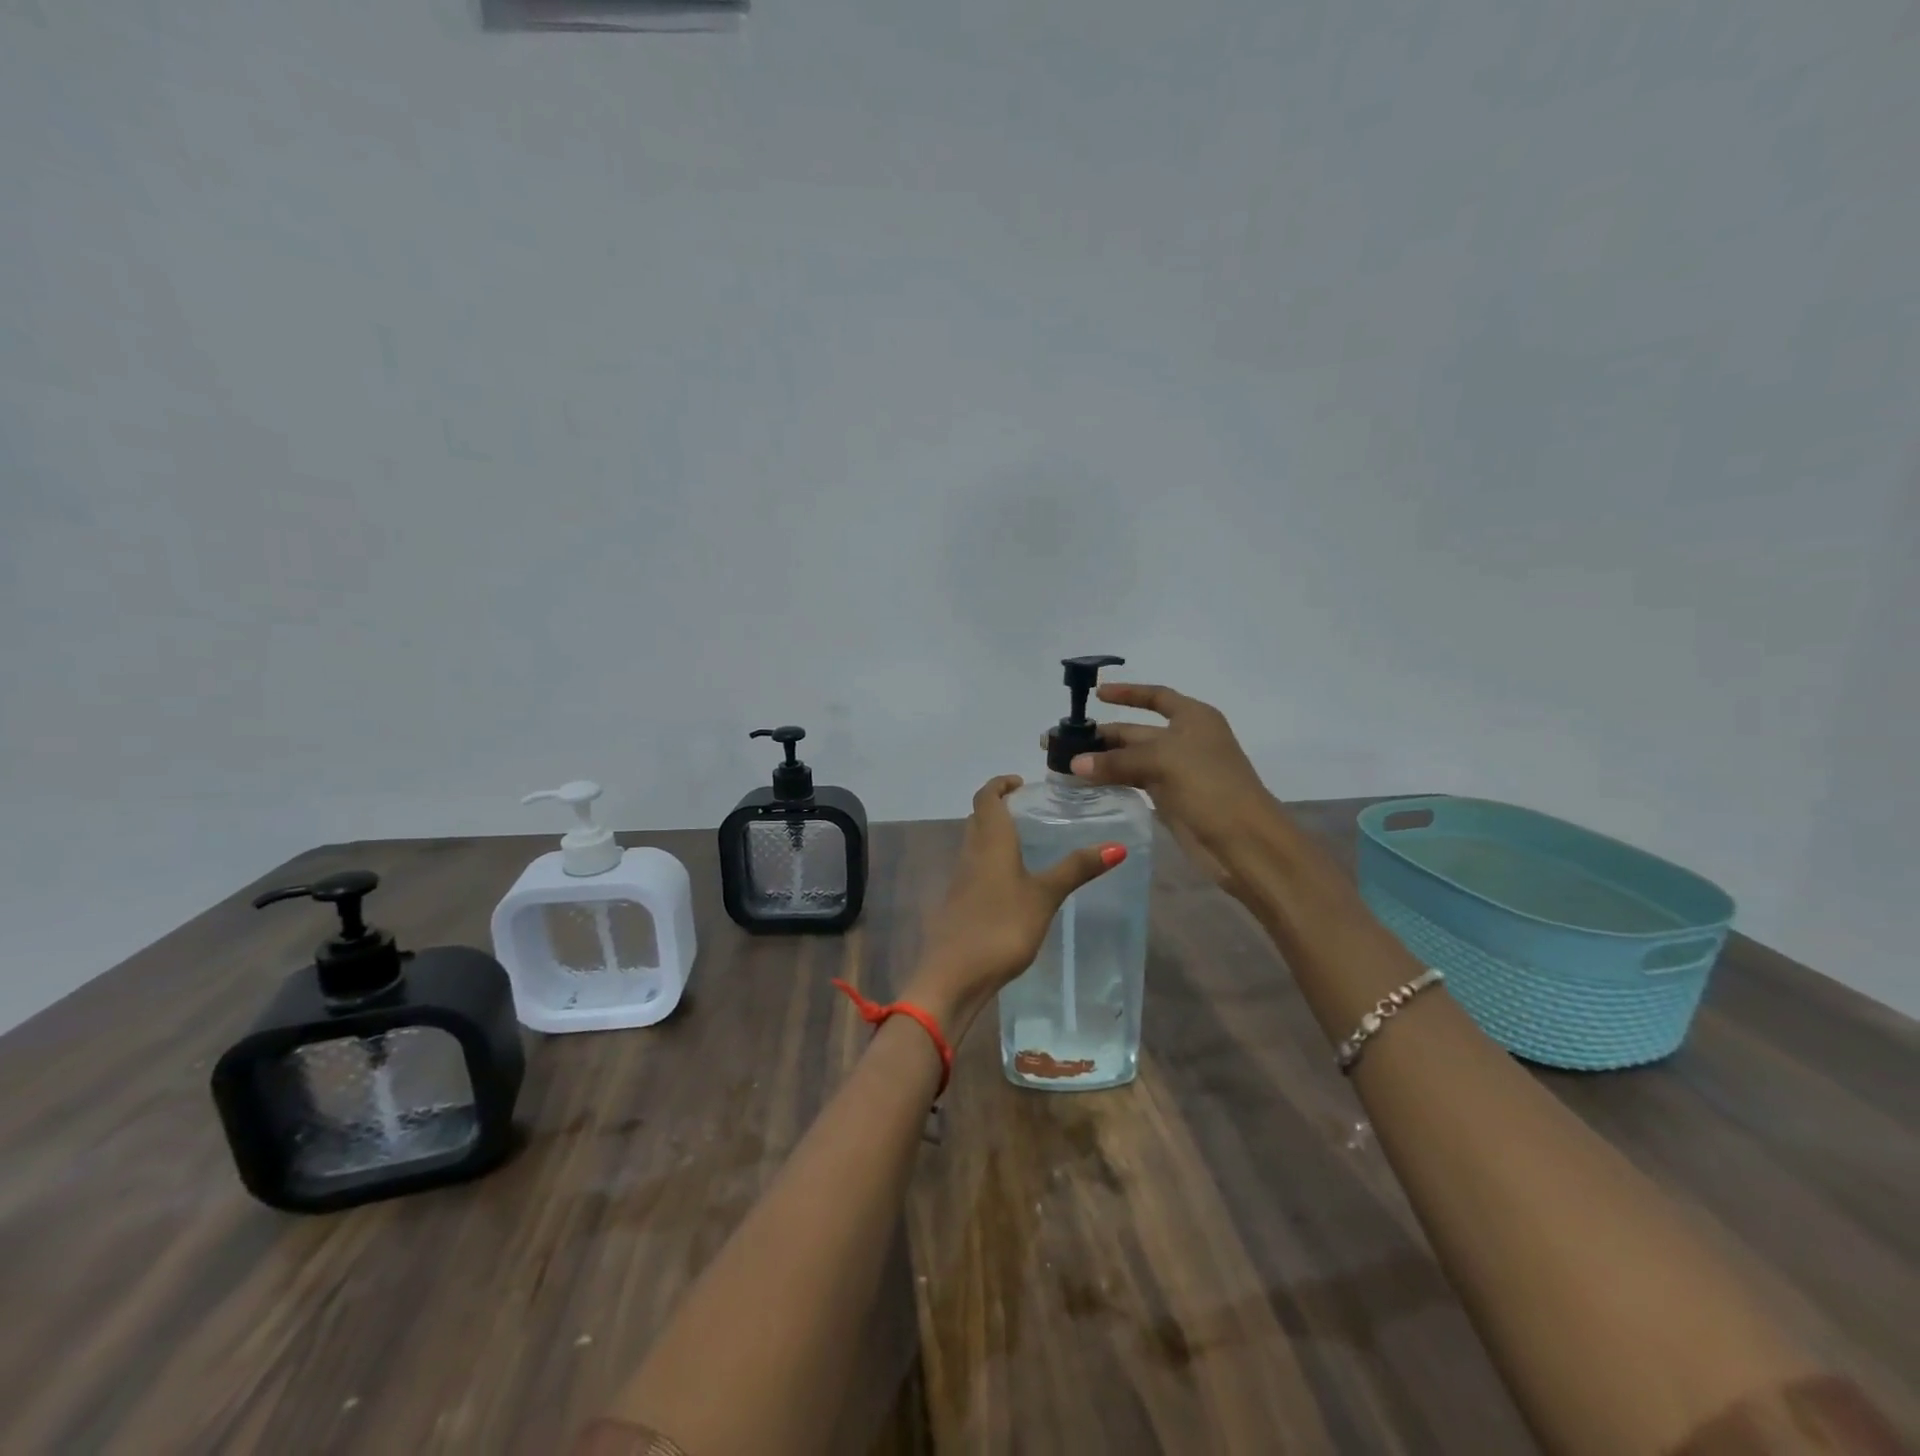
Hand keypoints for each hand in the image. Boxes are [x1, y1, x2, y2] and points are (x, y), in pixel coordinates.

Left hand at [902, 775, 1126, 1036]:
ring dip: (995, 834)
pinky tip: (1013, 881)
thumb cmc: (1001, 926)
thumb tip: (1117, 846)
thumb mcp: (1044, 896)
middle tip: (1030, 810)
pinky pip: (975, 867)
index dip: (1000, 784)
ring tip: (1027, 842)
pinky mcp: (959, 902)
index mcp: (989, 841)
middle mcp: (970, 852)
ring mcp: (961, 878)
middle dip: (999, 807)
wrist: (954, 974)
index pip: (986, 797)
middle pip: (979, 818)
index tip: (1021, 783)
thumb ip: (1076, 869)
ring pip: (975, 842)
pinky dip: (991, 861)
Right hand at [1063, 683, 1275, 893]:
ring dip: (1103, 761)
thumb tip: (1075, 763)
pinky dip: (1113, 781)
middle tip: (1063, 742)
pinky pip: (1135, 782)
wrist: (1244, 840)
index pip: (1156, 696)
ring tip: (1067, 765)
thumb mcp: (1164, 761)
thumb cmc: (1211, 786)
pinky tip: (1088, 784)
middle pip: (1137, 731)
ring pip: (1132, 759)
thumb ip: (1117, 761)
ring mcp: (1177, 770)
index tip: (1097, 695)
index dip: (1128, 693)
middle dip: (1103, 735)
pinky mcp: (1170, 798)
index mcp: (1193, 718)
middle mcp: (1185, 740)